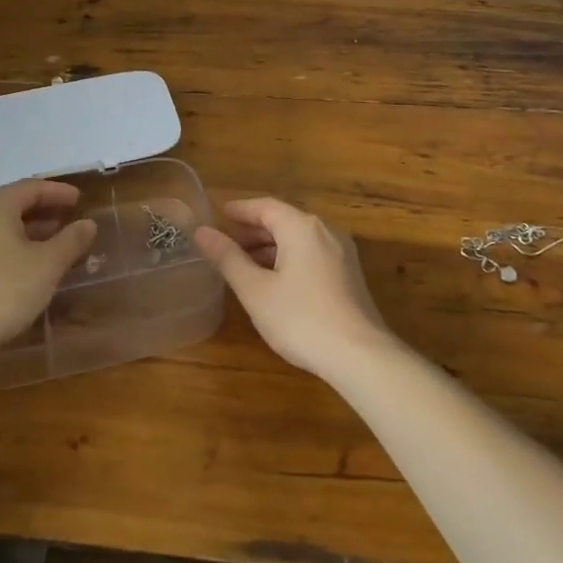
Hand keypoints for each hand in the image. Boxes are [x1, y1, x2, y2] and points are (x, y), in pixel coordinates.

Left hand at [0, 181, 97, 359]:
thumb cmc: (5, 289)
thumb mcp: (48, 264)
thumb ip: (71, 240)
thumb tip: (88, 224)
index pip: (31, 187)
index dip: (58, 191)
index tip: (80, 199)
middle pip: (15, 203)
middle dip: (45, 209)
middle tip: (70, 216)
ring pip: (3, 224)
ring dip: (31, 229)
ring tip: (57, 239)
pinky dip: (16, 244)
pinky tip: (31, 262)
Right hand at [193, 197, 397, 379]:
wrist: (360, 356)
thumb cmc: (301, 319)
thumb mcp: (255, 290)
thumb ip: (228, 258)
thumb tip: (202, 231)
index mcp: (301, 226)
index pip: (264, 206)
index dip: (239, 210)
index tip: (216, 215)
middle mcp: (325, 230)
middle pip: (283, 221)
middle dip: (252, 231)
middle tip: (224, 244)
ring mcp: (341, 252)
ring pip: (298, 239)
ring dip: (270, 247)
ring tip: (243, 265)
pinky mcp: (349, 274)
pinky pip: (312, 254)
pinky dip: (288, 258)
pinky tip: (274, 281)